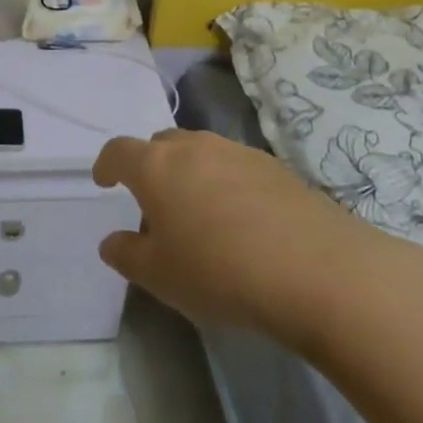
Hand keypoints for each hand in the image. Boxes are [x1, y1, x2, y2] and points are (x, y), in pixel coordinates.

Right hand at [94, 129, 380, 338]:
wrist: (318, 271)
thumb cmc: (219, 272)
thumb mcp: (159, 277)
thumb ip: (127, 255)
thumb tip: (112, 241)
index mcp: (155, 166)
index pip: (118, 151)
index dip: (106, 165)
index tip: (104, 182)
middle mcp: (194, 146)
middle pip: (160, 145)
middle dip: (150, 168)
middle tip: (155, 207)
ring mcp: (237, 152)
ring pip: (200, 153)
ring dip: (190, 175)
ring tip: (200, 217)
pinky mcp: (275, 166)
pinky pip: (235, 167)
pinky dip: (226, 184)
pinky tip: (242, 222)